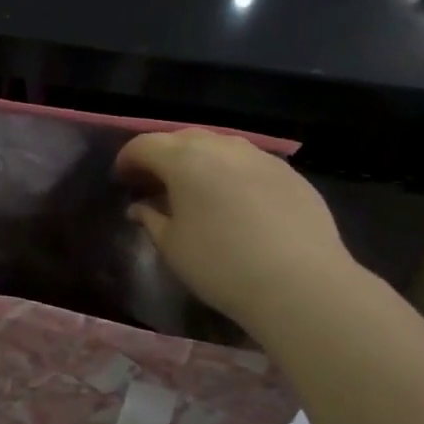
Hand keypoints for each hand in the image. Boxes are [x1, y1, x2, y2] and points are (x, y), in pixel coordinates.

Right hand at [115, 130, 350, 325]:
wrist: (301, 284)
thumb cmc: (221, 266)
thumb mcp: (172, 247)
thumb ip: (151, 219)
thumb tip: (140, 207)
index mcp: (185, 159)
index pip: (144, 145)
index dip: (127, 159)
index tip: (121, 179)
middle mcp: (222, 146)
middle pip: (182, 138)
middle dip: (162, 156)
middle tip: (153, 183)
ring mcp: (261, 156)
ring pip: (219, 146)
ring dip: (198, 161)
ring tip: (194, 190)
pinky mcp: (290, 173)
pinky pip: (248, 163)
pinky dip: (230, 173)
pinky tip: (234, 202)